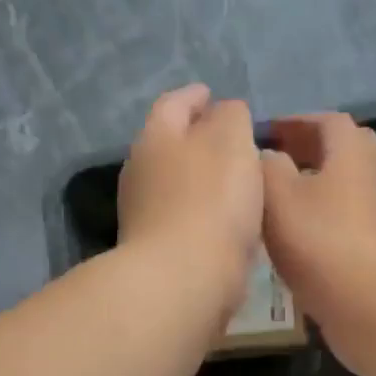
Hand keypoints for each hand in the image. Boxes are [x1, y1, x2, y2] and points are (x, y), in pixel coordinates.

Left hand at [117, 84, 263, 317]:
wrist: (183, 280)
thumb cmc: (211, 202)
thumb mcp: (232, 142)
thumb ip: (231, 118)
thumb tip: (225, 111)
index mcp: (156, 138)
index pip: (173, 104)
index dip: (195, 96)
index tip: (212, 95)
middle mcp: (140, 172)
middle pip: (169, 145)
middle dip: (196, 139)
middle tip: (229, 139)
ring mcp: (143, 215)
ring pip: (175, 184)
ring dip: (201, 179)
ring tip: (235, 181)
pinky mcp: (156, 251)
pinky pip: (183, 219)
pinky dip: (203, 213)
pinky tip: (226, 222)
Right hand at [261, 113, 375, 361]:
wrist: (368, 304)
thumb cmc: (320, 240)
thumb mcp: (277, 194)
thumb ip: (267, 166)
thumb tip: (268, 156)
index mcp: (350, 153)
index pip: (327, 121)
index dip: (295, 122)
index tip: (265, 133)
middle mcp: (370, 177)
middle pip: (340, 153)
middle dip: (307, 152)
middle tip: (273, 163)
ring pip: (341, 190)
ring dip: (311, 189)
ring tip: (275, 203)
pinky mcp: (374, 250)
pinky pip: (342, 222)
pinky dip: (318, 221)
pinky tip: (293, 241)